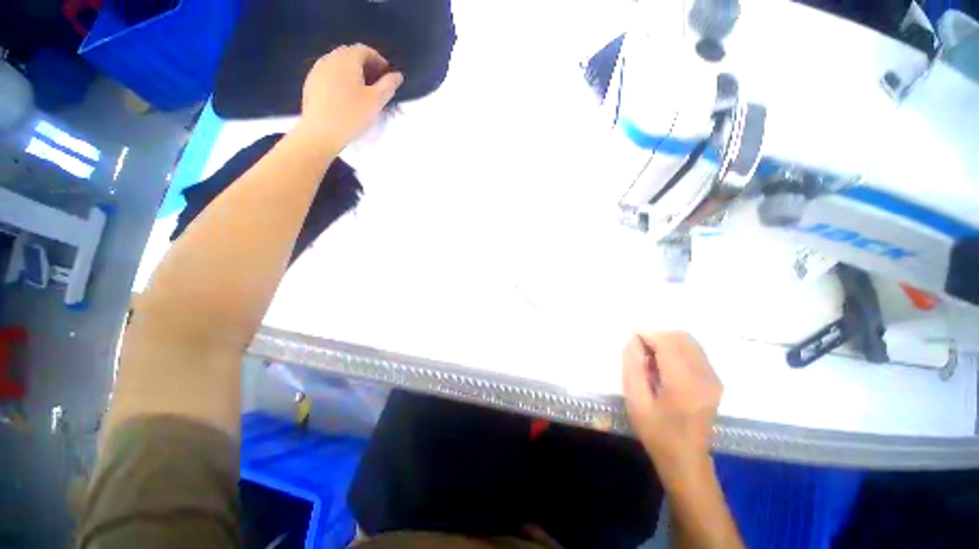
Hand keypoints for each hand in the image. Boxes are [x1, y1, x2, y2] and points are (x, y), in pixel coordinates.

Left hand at [298, 44, 403, 150]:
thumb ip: (388, 85)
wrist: (320, 133)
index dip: (380, 62)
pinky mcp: (311, 84)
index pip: (366, 50)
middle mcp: (330, 58)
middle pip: (352, 56)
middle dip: (367, 68)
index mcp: (346, 59)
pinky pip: (330, 76)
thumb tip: (397, 75)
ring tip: (363, 95)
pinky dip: (342, 82)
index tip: (388, 78)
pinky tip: (347, 100)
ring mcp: (317, 70)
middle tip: (378, 87)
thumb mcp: (376, 101)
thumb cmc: (352, 115)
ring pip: (340, 67)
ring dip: (354, 76)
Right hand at [623, 331, 721, 480]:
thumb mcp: (636, 401)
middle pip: (680, 337)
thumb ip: (633, 366)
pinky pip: (694, 351)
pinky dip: (676, 349)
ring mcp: (714, 377)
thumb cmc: (657, 432)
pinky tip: (665, 366)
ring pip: (688, 341)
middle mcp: (705, 375)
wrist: (686, 460)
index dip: (647, 335)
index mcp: (685, 383)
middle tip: (640, 352)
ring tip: (652, 359)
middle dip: (656, 336)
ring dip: (666, 342)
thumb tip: (633, 340)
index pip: (667, 342)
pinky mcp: (715, 380)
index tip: (632, 343)